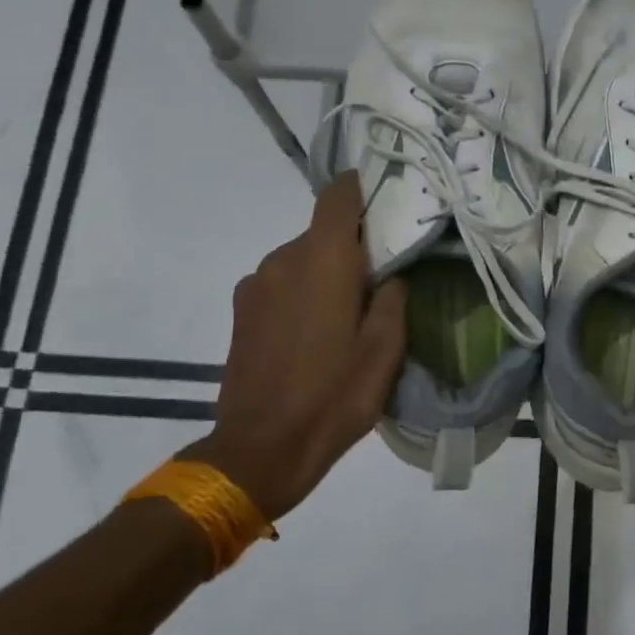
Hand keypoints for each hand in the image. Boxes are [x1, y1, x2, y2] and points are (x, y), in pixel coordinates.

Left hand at [181, 174, 406, 520]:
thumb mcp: (385, 349)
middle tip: (382, 274)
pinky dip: (302, 292)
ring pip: (301, 259)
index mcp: (323, 260)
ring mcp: (255, 285)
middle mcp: (283, 259)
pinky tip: (316, 332)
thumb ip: (393, 297)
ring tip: (349, 311)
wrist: (261, 449)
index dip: (361, 186)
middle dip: (353, 245)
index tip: (387, 193)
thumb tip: (392, 271)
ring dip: (326, 272)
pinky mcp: (241, 311)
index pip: (338, 196)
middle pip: (323, 231)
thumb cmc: (334, 395)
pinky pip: (281, 283)